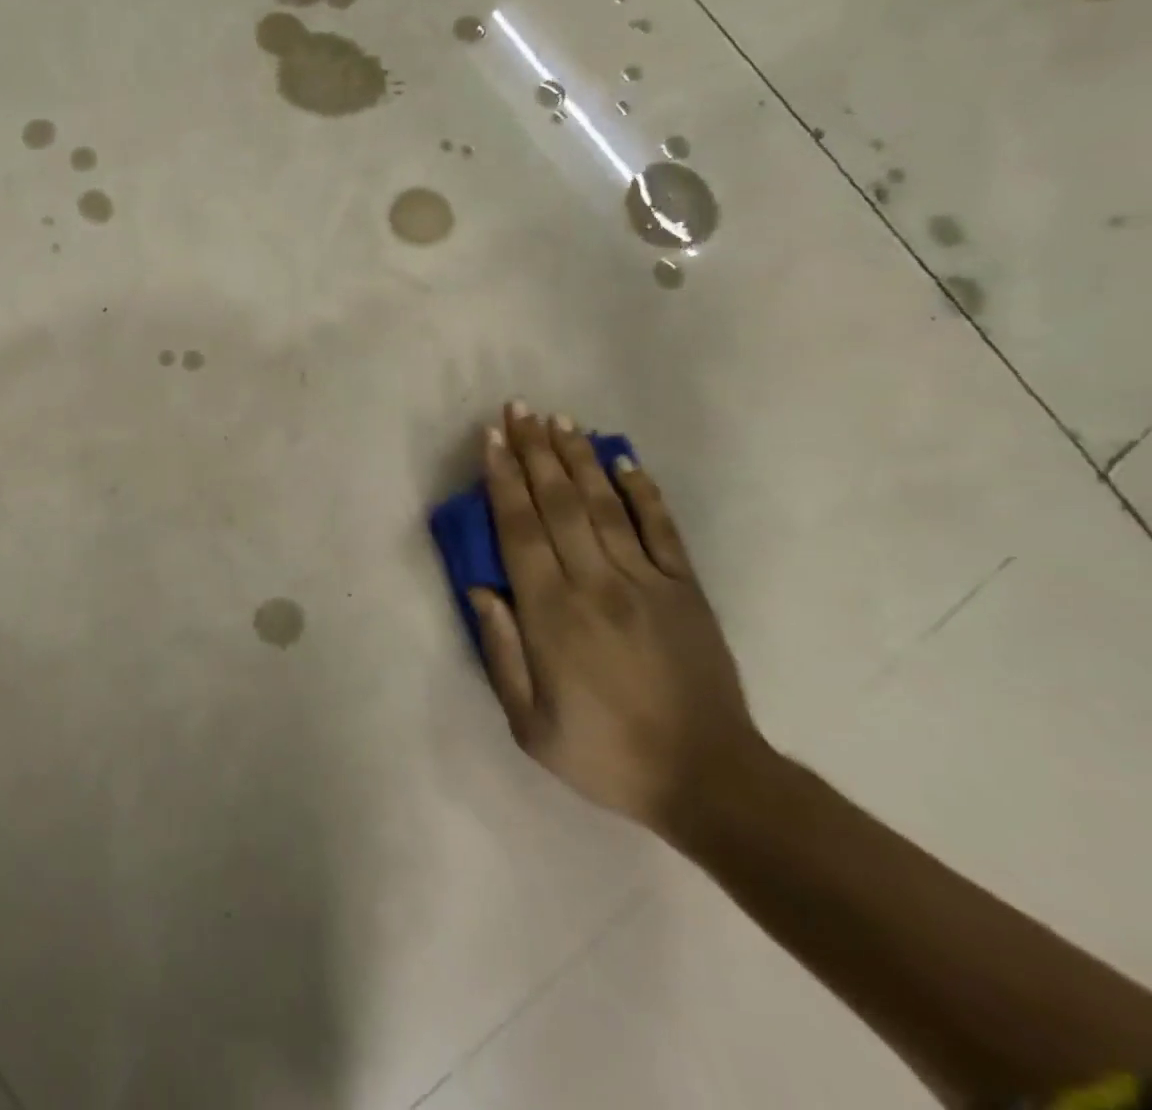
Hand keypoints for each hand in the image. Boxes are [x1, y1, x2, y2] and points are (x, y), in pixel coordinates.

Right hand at [467, 402, 760, 832]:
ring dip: (578, 458)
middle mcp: (597, 585)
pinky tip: (622, 458)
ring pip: (606, 504)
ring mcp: (648, 583)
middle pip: (560, 504)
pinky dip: (642, 489)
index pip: (520, 531)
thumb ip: (501, 652)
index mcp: (553, 616)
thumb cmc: (605, 754)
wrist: (710, 781)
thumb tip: (479, 589)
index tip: (492, 440)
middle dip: (535, 452)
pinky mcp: (686, 589)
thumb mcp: (529, 724)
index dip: (503, 481)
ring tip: (558, 420)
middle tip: (517, 409)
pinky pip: (661, 528)